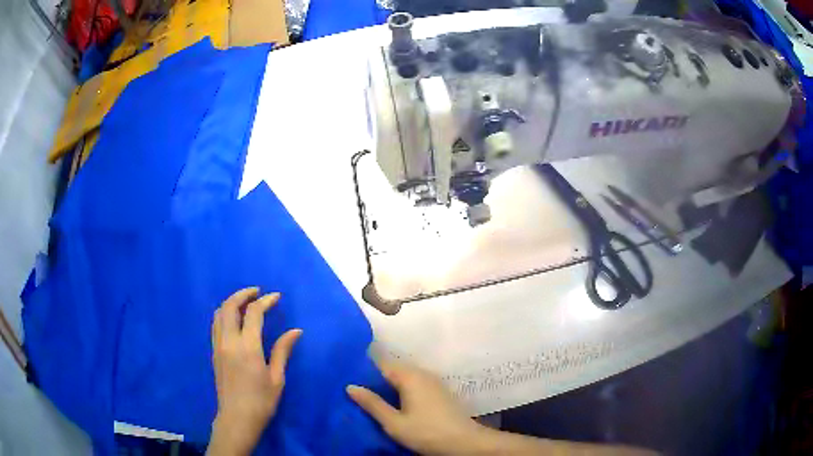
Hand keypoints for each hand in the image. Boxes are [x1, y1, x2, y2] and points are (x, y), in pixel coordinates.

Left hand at [207, 287, 301, 455]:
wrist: (237, 418)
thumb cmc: (261, 401)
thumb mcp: (277, 378)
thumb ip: (283, 351)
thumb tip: (296, 331)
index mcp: (247, 347)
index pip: (254, 313)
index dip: (265, 301)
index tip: (277, 297)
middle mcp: (229, 341)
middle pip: (230, 306)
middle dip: (243, 294)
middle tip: (257, 292)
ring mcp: (218, 346)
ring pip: (219, 313)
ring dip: (232, 302)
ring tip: (246, 302)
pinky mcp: (214, 352)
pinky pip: (216, 325)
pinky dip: (224, 314)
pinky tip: (234, 320)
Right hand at [347, 359, 484, 454]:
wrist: (465, 442)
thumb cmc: (427, 433)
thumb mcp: (394, 423)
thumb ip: (372, 404)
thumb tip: (350, 386)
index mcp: (410, 376)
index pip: (382, 363)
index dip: (364, 367)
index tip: (347, 374)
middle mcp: (422, 373)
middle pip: (393, 369)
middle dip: (375, 377)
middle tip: (356, 388)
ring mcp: (434, 382)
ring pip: (405, 377)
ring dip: (389, 384)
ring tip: (371, 396)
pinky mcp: (440, 392)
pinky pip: (415, 384)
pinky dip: (402, 389)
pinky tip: (394, 402)